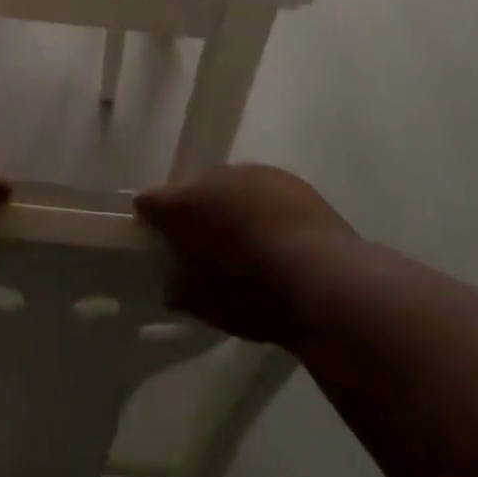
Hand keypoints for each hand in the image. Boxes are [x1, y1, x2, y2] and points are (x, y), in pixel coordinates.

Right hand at [136, 165, 353, 345]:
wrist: (327, 281)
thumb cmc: (254, 295)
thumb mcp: (205, 304)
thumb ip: (179, 286)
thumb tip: (174, 281)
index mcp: (184, 203)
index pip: (150, 201)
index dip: (150, 221)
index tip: (157, 242)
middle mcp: (213, 176)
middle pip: (191, 189)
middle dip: (193, 213)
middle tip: (203, 246)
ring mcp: (253, 172)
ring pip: (228, 186)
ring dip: (228, 206)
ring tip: (244, 241)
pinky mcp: (288, 178)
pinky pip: (261, 189)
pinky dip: (260, 207)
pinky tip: (275, 235)